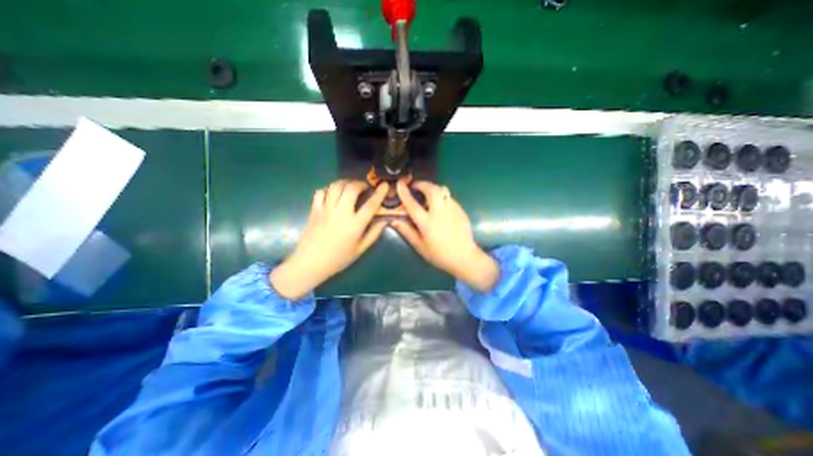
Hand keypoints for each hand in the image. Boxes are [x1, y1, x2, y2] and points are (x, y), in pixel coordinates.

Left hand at [269, 179, 389, 299]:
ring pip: (335, 186)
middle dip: (360, 183)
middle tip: (364, 187)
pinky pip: (321, 192)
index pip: (371, 205)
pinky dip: (329, 189)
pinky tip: (333, 194)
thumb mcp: (360, 249)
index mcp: (355, 225)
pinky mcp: (314, 210)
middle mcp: (341, 213)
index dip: (379, 193)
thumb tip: (384, 221)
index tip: (384, 185)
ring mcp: (326, 210)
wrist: (310, 263)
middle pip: (351, 189)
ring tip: (349, 187)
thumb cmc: (338, 259)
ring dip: (345, 183)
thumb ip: (373, 234)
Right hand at [391, 178, 497, 291]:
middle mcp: (440, 213)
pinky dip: (442, 197)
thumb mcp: (420, 246)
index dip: (404, 193)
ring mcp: (452, 209)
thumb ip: (407, 231)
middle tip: (417, 186)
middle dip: (422, 184)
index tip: (400, 184)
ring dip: (433, 188)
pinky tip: (440, 206)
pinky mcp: (460, 210)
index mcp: (427, 223)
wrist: (464, 257)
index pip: (412, 204)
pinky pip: (449, 197)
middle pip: (431, 190)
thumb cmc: (439, 254)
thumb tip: (394, 221)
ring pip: (443, 190)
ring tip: (428, 195)